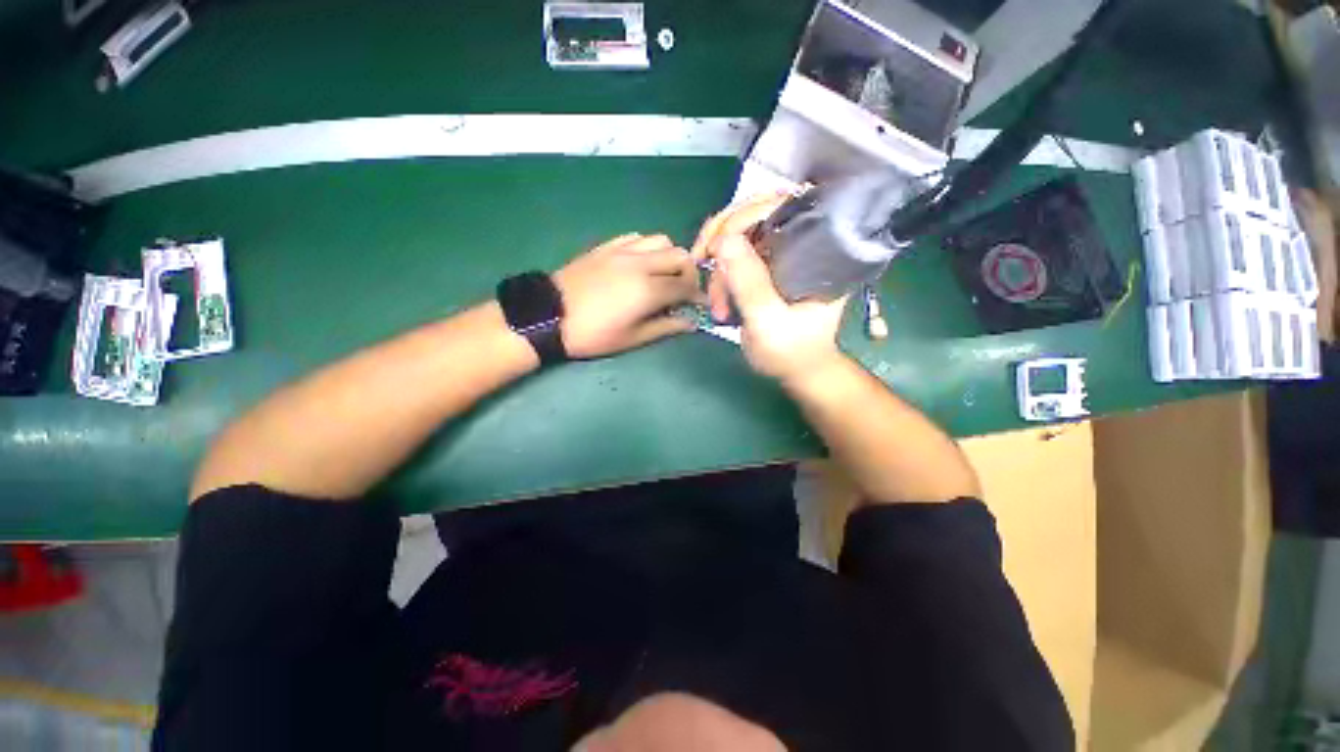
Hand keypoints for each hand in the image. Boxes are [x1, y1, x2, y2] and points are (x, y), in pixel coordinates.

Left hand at [553, 233, 700, 358]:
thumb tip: (690, 322)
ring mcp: (622, 251)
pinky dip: (647, 248)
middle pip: (680, 256)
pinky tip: (640, 264)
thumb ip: (665, 327)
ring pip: (661, 240)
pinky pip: (636, 237)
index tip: (699, 304)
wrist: (548, 315)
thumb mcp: (632, 338)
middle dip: (689, 273)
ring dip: (669, 257)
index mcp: (649, 290)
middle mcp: (641, 263)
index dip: (697, 296)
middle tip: (683, 291)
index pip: (686, 286)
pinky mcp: (606, 246)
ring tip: (663, 275)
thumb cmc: (592, 334)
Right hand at [691, 196, 847, 383]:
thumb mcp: (769, 322)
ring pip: (739, 236)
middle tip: (701, 260)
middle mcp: (800, 242)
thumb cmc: (792, 351)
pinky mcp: (766, 267)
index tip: (714, 246)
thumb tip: (723, 240)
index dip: (742, 217)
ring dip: (719, 269)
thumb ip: (748, 283)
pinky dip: (720, 276)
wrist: (796, 370)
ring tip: (717, 306)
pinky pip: (735, 256)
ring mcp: (781, 254)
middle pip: (755, 213)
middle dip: (721, 236)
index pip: (780, 206)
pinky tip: (718, 301)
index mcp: (817, 249)